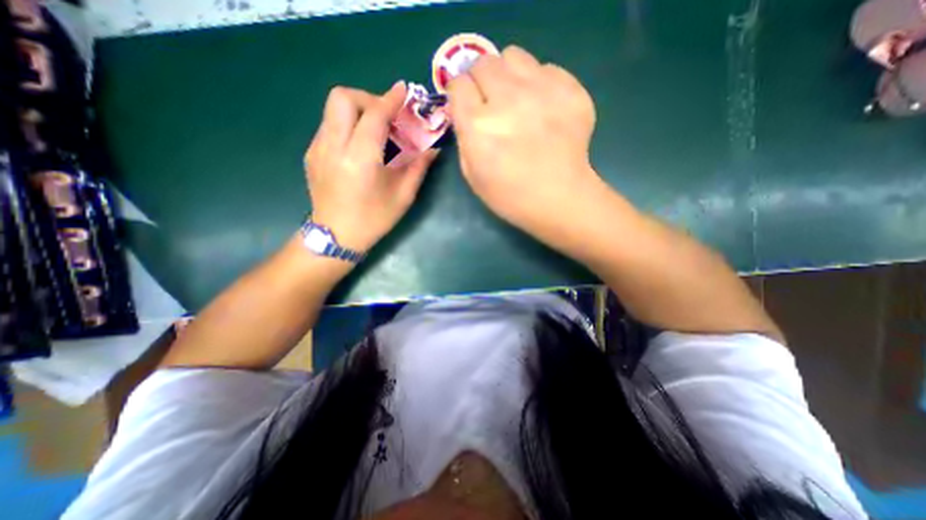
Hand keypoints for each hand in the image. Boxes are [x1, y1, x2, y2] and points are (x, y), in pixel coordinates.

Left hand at [303, 82, 436, 250]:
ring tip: (375, 130)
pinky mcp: (312, 154)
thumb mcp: (403, 196)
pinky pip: (329, 126)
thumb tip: (433, 150)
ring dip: (357, 110)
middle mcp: (333, 147)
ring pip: (332, 109)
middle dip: (367, 98)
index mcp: (360, 159)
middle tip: (386, 115)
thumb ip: (418, 168)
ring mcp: (318, 148)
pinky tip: (360, 146)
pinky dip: (347, 125)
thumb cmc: (374, 220)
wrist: (336, 237)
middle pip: (342, 97)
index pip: (373, 114)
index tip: (403, 90)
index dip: (390, 99)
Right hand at [448, 46, 601, 232]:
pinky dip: (539, 83)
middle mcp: (507, 100)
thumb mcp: (472, 175)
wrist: (559, 199)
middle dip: (481, 81)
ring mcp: (541, 91)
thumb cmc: (510, 196)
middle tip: (490, 101)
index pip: (458, 84)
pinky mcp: (570, 90)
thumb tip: (464, 111)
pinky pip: (546, 68)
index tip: (466, 105)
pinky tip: (542, 108)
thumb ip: (464, 137)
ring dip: (508, 74)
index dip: (460, 95)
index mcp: (478, 126)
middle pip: (483, 62)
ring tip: (516, 98)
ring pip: (513, 56)